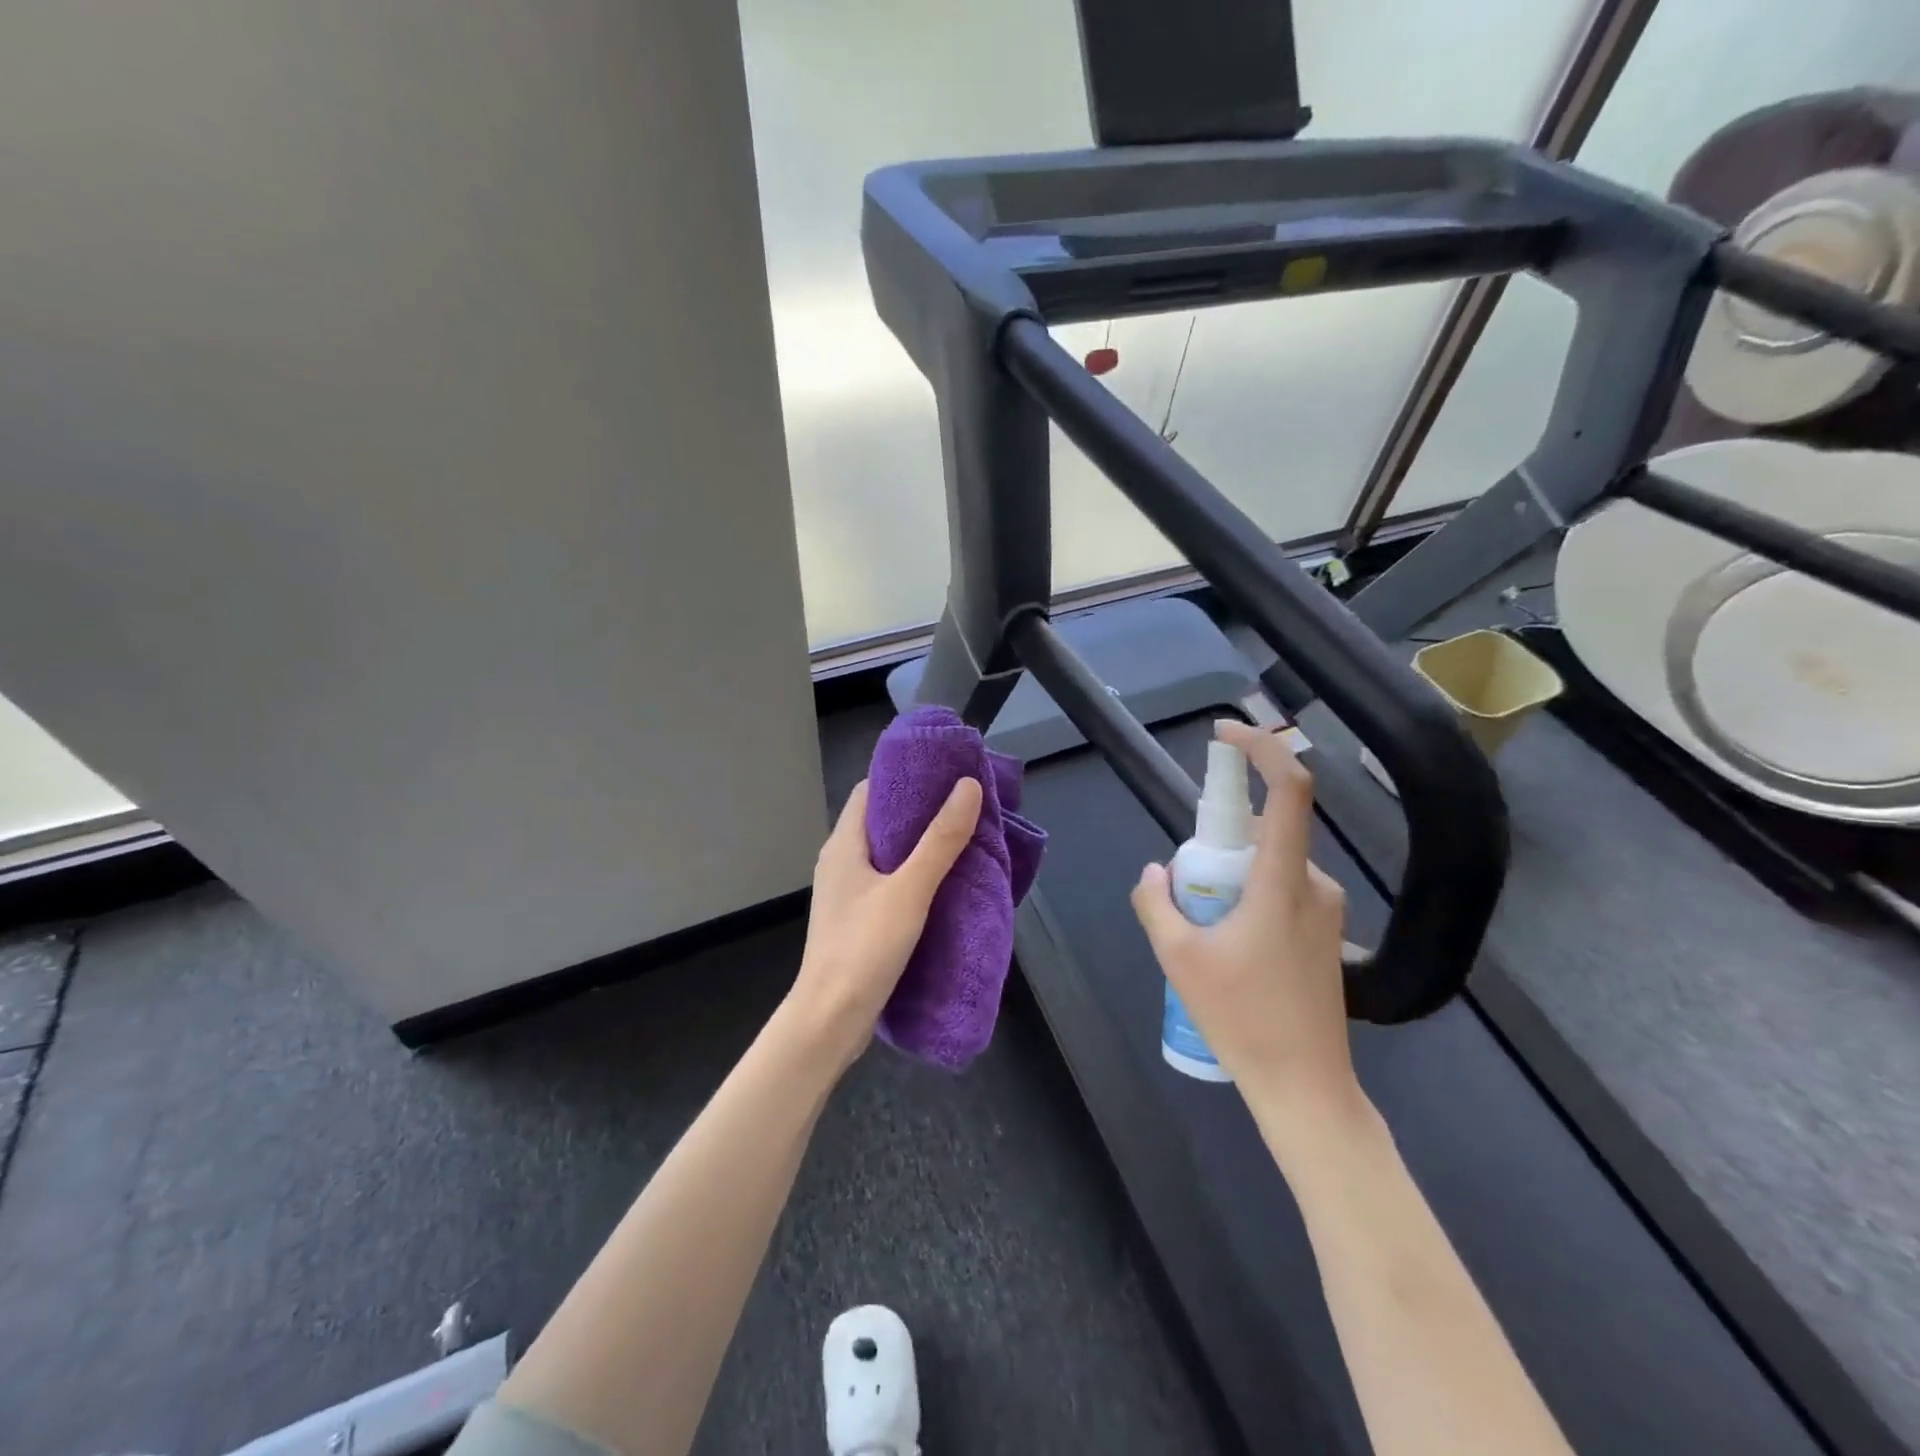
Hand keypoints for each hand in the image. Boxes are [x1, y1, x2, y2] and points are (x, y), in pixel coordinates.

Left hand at [787, 776, 983, 1072]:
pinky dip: (915, 876)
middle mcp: (841, 862)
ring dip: (921, 847)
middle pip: (882, 821)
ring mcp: (847, 893)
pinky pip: (888, 883)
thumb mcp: (909, 890)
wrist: (830, 1020)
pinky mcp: (857, 920)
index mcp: (844, 844)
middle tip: (965, 807)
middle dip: (921, 812)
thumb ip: (940, 840)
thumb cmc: (864, 948)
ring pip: (887, 855)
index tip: (945, 773)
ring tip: (963, 841)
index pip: (871, 791)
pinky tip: (944, 885)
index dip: (906, 777)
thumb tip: (967, 786)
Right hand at [1130, 722, 1362, 1134]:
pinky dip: (1250, 895)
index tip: (1226, 734)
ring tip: (1204, 929)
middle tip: (1187, 887)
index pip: (1288, 791)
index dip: (1262, 749)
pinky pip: (1283, 889)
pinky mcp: (1327, 933)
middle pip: (1267, 830)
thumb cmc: (1243, 1020)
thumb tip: (1155, 874)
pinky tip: (1229, 946)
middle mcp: (1315, 884)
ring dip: (1233, 874)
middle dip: (1220, 839)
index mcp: (1284, 881)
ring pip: (1272, 864)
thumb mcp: (1178, 959)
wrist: (1306, 1088)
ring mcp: (1326, 911)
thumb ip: (1157, 904)